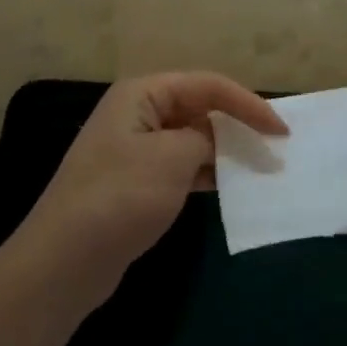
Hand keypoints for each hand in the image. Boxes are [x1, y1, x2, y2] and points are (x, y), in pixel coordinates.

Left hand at [9, 72, 285, 314]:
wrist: (64, 260)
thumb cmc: (120, 196)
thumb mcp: (172, 158)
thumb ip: (205, 139)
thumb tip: (215, 142)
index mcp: (143, 93)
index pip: (207, 85)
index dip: (248, 103)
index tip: (281, 130)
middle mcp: (138, 113)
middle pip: (200, 107)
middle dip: (237, 124)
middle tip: (275, 148)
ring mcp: (135, 148)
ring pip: (192, 139)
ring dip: (224, 151)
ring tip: (260, 168)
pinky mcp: (136, 182)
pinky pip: (181, 166)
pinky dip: (207, 173)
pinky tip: (229, 187)